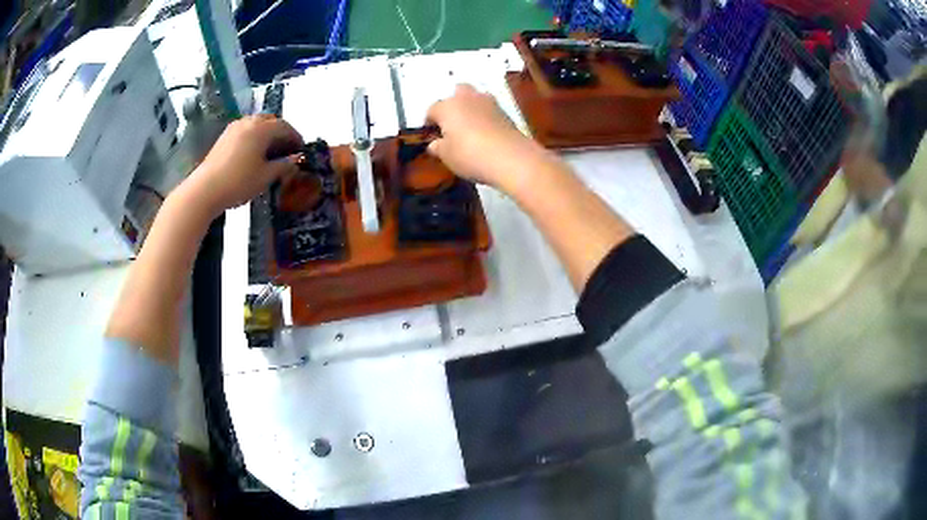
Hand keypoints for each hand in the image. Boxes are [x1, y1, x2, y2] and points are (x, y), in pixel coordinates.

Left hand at [184, 114, 302, 216]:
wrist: (205, 190)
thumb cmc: (239, 182)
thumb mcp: (265, 176)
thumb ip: (283, 166)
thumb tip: (296, 161)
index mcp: (262, 128)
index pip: (285, 127)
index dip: (295, 137)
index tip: (301, 149)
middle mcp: (249, 122)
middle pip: (270, 121)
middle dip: (281, 132)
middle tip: (287, 148)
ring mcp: (234, 128)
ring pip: (257, 124)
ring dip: (267, 134)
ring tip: (271, 151)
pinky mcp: (224, 137)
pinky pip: (246, 130)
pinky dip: (255, 137)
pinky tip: (254, 153)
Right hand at [426, 84, 550, 190]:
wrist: (510, 157)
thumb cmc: (469, 155)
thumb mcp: (447, 156)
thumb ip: (438, 147)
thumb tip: (434, 144)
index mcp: (447, 106)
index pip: (432, 109)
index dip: (430, 122)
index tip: (432, 134)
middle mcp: (467, 98)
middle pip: (457, 91)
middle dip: (453, 102)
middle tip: (452, 122)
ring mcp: (489, 103)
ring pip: (475, 97)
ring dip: (471, 106)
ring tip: (469, 126)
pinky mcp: (505, 112)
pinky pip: (489, 109)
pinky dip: (485, 116)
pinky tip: (485, 132)